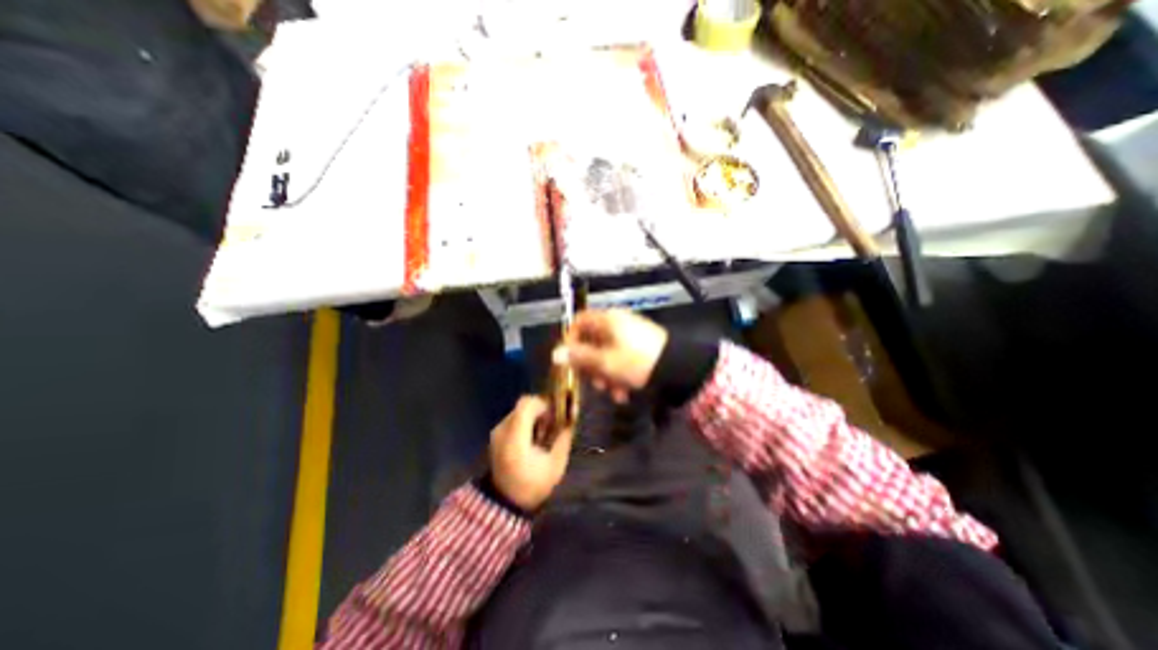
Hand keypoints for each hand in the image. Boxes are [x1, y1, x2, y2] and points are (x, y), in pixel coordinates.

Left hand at [491, 397, 575, 512]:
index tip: (555, 414)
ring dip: (534, 415)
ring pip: (519, 410)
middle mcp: (503, 431)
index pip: (526, 405)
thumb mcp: (555, 464)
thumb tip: (571, 418)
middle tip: (552, 424)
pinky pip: (514, 418)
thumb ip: (564, 437)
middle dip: (541, 409)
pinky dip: (526, 421)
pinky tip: (533, 438)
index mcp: (515, 439)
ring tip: (543, 433)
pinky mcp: (497, 434)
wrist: (505, 502)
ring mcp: (497, 432)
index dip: (543, 403)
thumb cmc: (533, 485)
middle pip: (523, 404)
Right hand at [554, 307, 668, 399]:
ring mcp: (629, 334)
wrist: (679, 368)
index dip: (570, 341)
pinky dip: (619, 374)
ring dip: (606, 375)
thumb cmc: (637, 362)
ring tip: (615, 392)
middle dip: (592, 366)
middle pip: (591, 341)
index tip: (570, 361)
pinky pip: (620, 358)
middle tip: (596, 384)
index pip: (578, 322)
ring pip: (605, 353)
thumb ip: (579, 357)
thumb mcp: (605, 362)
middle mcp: (616, 323)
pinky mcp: (639, 346)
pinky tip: (624, 391)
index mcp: (607, 320)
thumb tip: (555, 353)